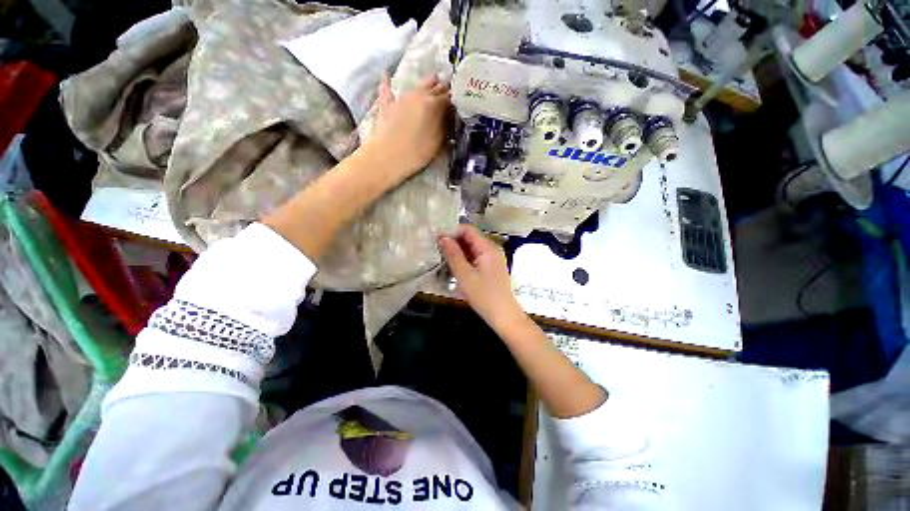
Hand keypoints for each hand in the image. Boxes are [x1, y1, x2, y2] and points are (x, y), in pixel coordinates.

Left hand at [363, 74, 449, 179]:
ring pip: (417, 86)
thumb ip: (444, 125)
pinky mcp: (386, 105)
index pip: (449, 98)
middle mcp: (418, 96)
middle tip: (451, 85)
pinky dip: (387, 82)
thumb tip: (449, 114)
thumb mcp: (437, 142)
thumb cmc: (415, 153)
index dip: (456, 98)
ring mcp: (401, 98)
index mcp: (433, 105)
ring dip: (427, 82)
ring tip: (435, 77)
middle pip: (434, 88)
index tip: (462, 98)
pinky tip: (386, 74)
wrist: (387, 157)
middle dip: (444, 87)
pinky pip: (387, 89)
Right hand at [438, 224, 526, 329]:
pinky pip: (476, 257)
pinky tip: (455, 268)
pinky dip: (465, 260)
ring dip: (458, 252)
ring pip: (472, 248)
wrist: (503, 315)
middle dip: (454, 242)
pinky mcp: (491, 267)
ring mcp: (493, 258)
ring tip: (444, 260)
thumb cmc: (484, 296)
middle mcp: (492, 249)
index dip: (452, 232)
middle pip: (470, 238)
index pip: (468, 230)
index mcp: (487, 247)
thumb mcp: (464, 275)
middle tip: (438, 252)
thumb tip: (442, 237)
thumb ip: (453, 254)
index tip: (437, 241)